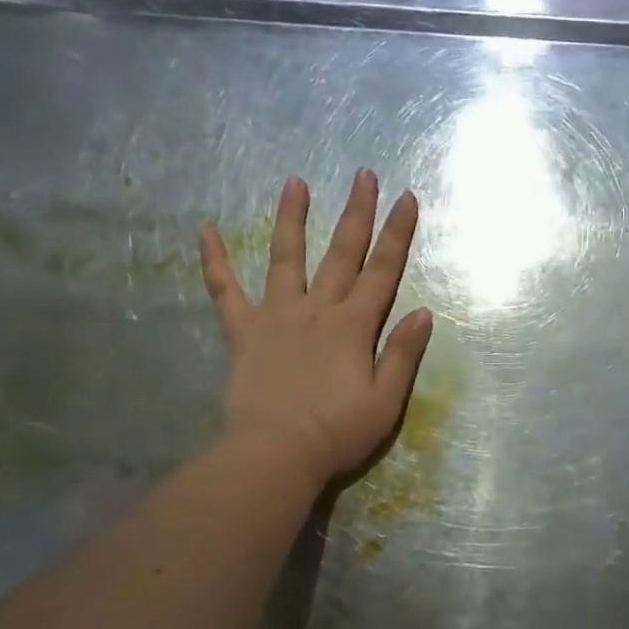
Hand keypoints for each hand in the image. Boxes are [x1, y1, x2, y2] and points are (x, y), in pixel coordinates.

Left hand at [200, 171, 432, 486]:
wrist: (276, 454)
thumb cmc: (337, 433)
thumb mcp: (386, 401)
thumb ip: (403, 354)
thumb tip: (422, 312)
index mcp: (354, 325)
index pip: (382, 270)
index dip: (397, 234)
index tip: (407, 198)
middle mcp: (317, 309)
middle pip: (341, 253)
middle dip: (356, 213)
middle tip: (363, 175)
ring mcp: (277, 316)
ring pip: (286, 257)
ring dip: (291, 218)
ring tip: (294, 182)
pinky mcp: (244, 332)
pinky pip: (225, 291)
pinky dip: (215, 261)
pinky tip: (205, 230)